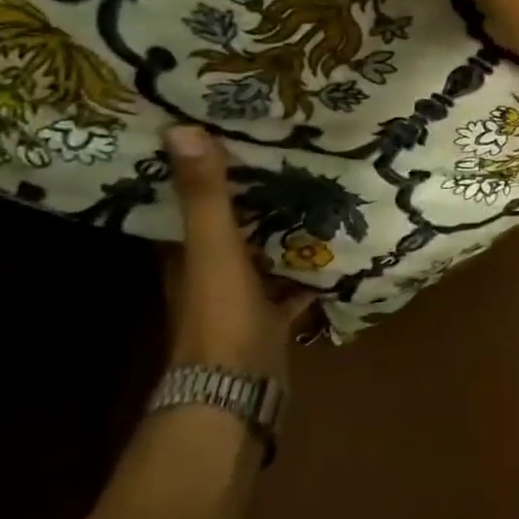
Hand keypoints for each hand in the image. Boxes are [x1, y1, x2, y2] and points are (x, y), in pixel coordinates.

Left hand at [162, 126, 293, 382]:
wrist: (238, 390)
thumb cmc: (220, 315)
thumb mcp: (214, 248)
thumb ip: (205, 196)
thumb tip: (180, 129)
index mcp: (187, 253)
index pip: (189, 201)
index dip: (203, 169)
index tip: (226, 132)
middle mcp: (210, 270)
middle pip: (231, 224)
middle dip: (252, 193)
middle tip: (286, 150)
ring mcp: (242, 295)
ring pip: (262, 250)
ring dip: (283, 227)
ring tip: (318, 186)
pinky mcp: (271, 315)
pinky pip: (292, 281)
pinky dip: (310, 266)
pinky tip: (338, 244)